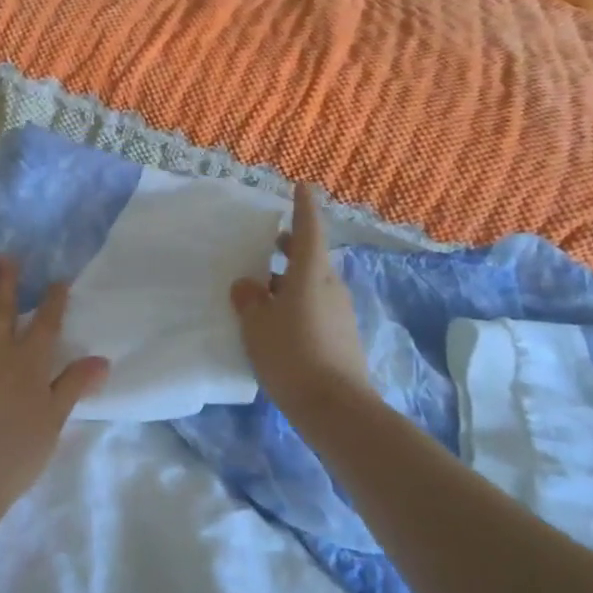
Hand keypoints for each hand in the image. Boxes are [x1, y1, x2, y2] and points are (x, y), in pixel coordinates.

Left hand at [0, 257, 109, 506]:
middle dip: (8, 282)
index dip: (53, 301)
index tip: (58, 279)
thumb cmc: (12, 454)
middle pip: (3, 310)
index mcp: (29, 362)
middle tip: (8, 256)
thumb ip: (74, 385)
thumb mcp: (53, 422)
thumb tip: (102, 359)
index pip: (46, 324)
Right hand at [230, 184, 372, 415]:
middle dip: (291, 249)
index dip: (304, 207)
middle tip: (270, 246)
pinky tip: (280, 323)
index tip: (302, 186)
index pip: (309, 230)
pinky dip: (299, 303)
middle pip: (312, 257)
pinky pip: (317, 307)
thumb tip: (248, 285)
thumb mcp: (257, 325)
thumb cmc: (291, 355)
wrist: (335, 407)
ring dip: (292, 280)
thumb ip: (249, 300)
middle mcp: (331, 285)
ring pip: (314, 284)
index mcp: (311, 273)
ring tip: (264, 291)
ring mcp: (341, 311)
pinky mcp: (343, 335)